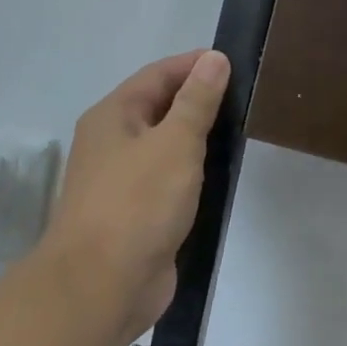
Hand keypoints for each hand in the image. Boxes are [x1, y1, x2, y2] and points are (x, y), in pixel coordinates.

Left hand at [38, 49, 229, 343]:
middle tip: (245, 96)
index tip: (234, 63)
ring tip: (239, 130)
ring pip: (164, 144)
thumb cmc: (137, 203)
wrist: (101, 286)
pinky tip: (218, 174)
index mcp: (113, 116)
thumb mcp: (175, 142)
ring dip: (197, 136)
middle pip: (159, 106)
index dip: (194, 64)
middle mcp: (112, 142)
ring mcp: (121, 180)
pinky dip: (192, 170)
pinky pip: (167, 178)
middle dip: (198, 98)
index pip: (158, 74)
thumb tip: (214, 59)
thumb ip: (197, 100)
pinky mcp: (135, 213)